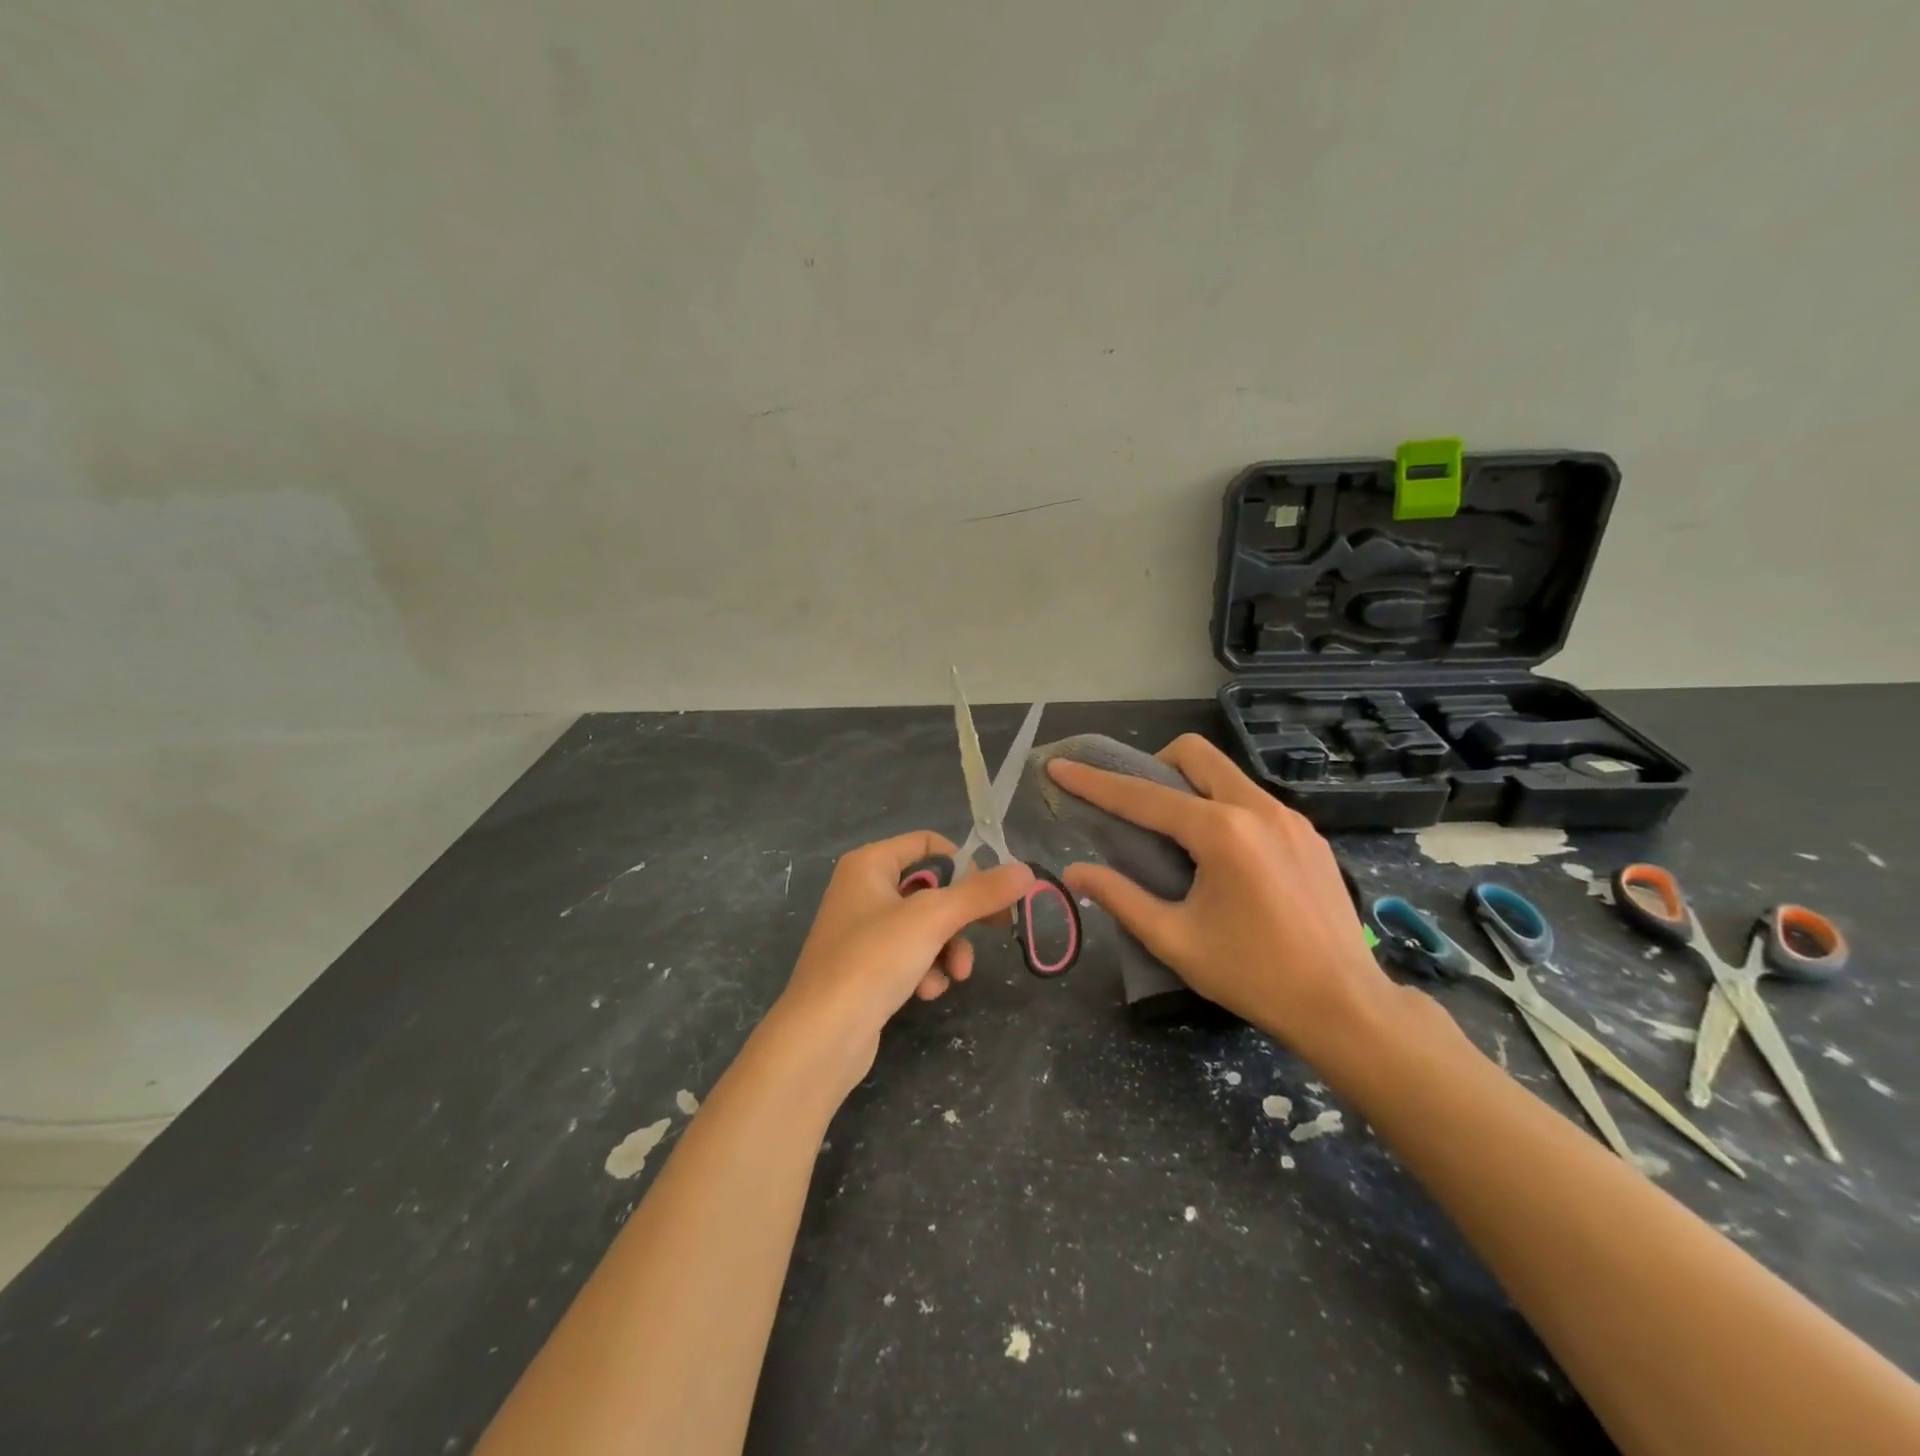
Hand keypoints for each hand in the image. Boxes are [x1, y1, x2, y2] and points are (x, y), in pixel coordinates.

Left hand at [766, 832, 1033, 1095]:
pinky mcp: (866, 969)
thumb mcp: (933, 918)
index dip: (963, 861)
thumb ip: (981, 893)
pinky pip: (909, 957)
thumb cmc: (874, 959)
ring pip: (924, 928)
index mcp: (869, 864)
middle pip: (931, 889)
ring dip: (947, 949)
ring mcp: (862, 932)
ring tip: (954, 974)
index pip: (926, 843)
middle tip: (998, 928)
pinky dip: (924, 971)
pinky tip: (924, 992)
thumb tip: (1025, 870)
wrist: (822, 1036)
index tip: (994, 887)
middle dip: (961, 916)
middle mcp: (863, 890)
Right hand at [1047, 735, 1395, 1055]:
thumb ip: (1121, 898)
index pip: (1143, 796)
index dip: (1094, 782)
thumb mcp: (1175, 940)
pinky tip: (1222, 857)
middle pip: (1194, 754)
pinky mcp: (1309, 834)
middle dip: (1153, 765)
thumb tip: (1076, 871)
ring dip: (1190, 787)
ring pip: (1226, 774)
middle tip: (1136, 806)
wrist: (1346, 1006)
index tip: (1060, 767)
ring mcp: (1290, 818)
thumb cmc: (1254, 976)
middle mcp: (1258, 808)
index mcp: (1222, 832)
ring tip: (1176, 835)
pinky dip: (1222, 808)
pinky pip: (1252, 800)